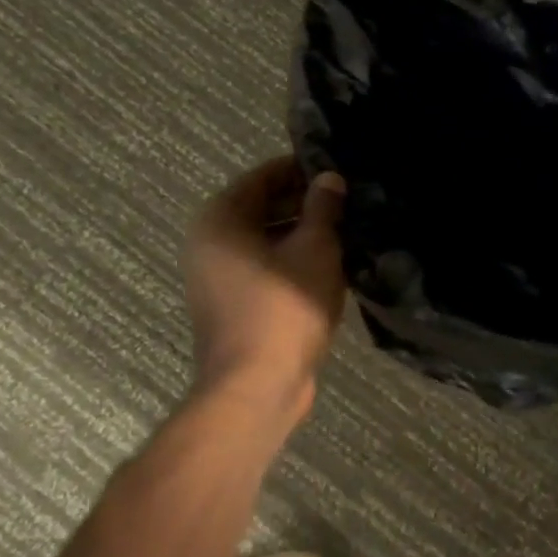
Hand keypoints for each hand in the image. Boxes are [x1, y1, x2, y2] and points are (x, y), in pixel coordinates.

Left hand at [185, 157, 347, 418]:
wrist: (257, 387)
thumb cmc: (285, 307)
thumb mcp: (315, 249)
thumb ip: (323, 208)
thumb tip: (329, 178)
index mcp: (220, 219)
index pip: (263, 176)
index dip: (300, 169)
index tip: (337, 169)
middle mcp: (209, 242)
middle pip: (261, 207)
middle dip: (304, 202)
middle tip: (348, 200)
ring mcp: (216, 277)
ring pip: (264, 240)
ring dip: (301, 233)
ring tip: (346, 229)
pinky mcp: (231, 304)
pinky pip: (264, 268)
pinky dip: (291, 261)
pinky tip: (329, 264)